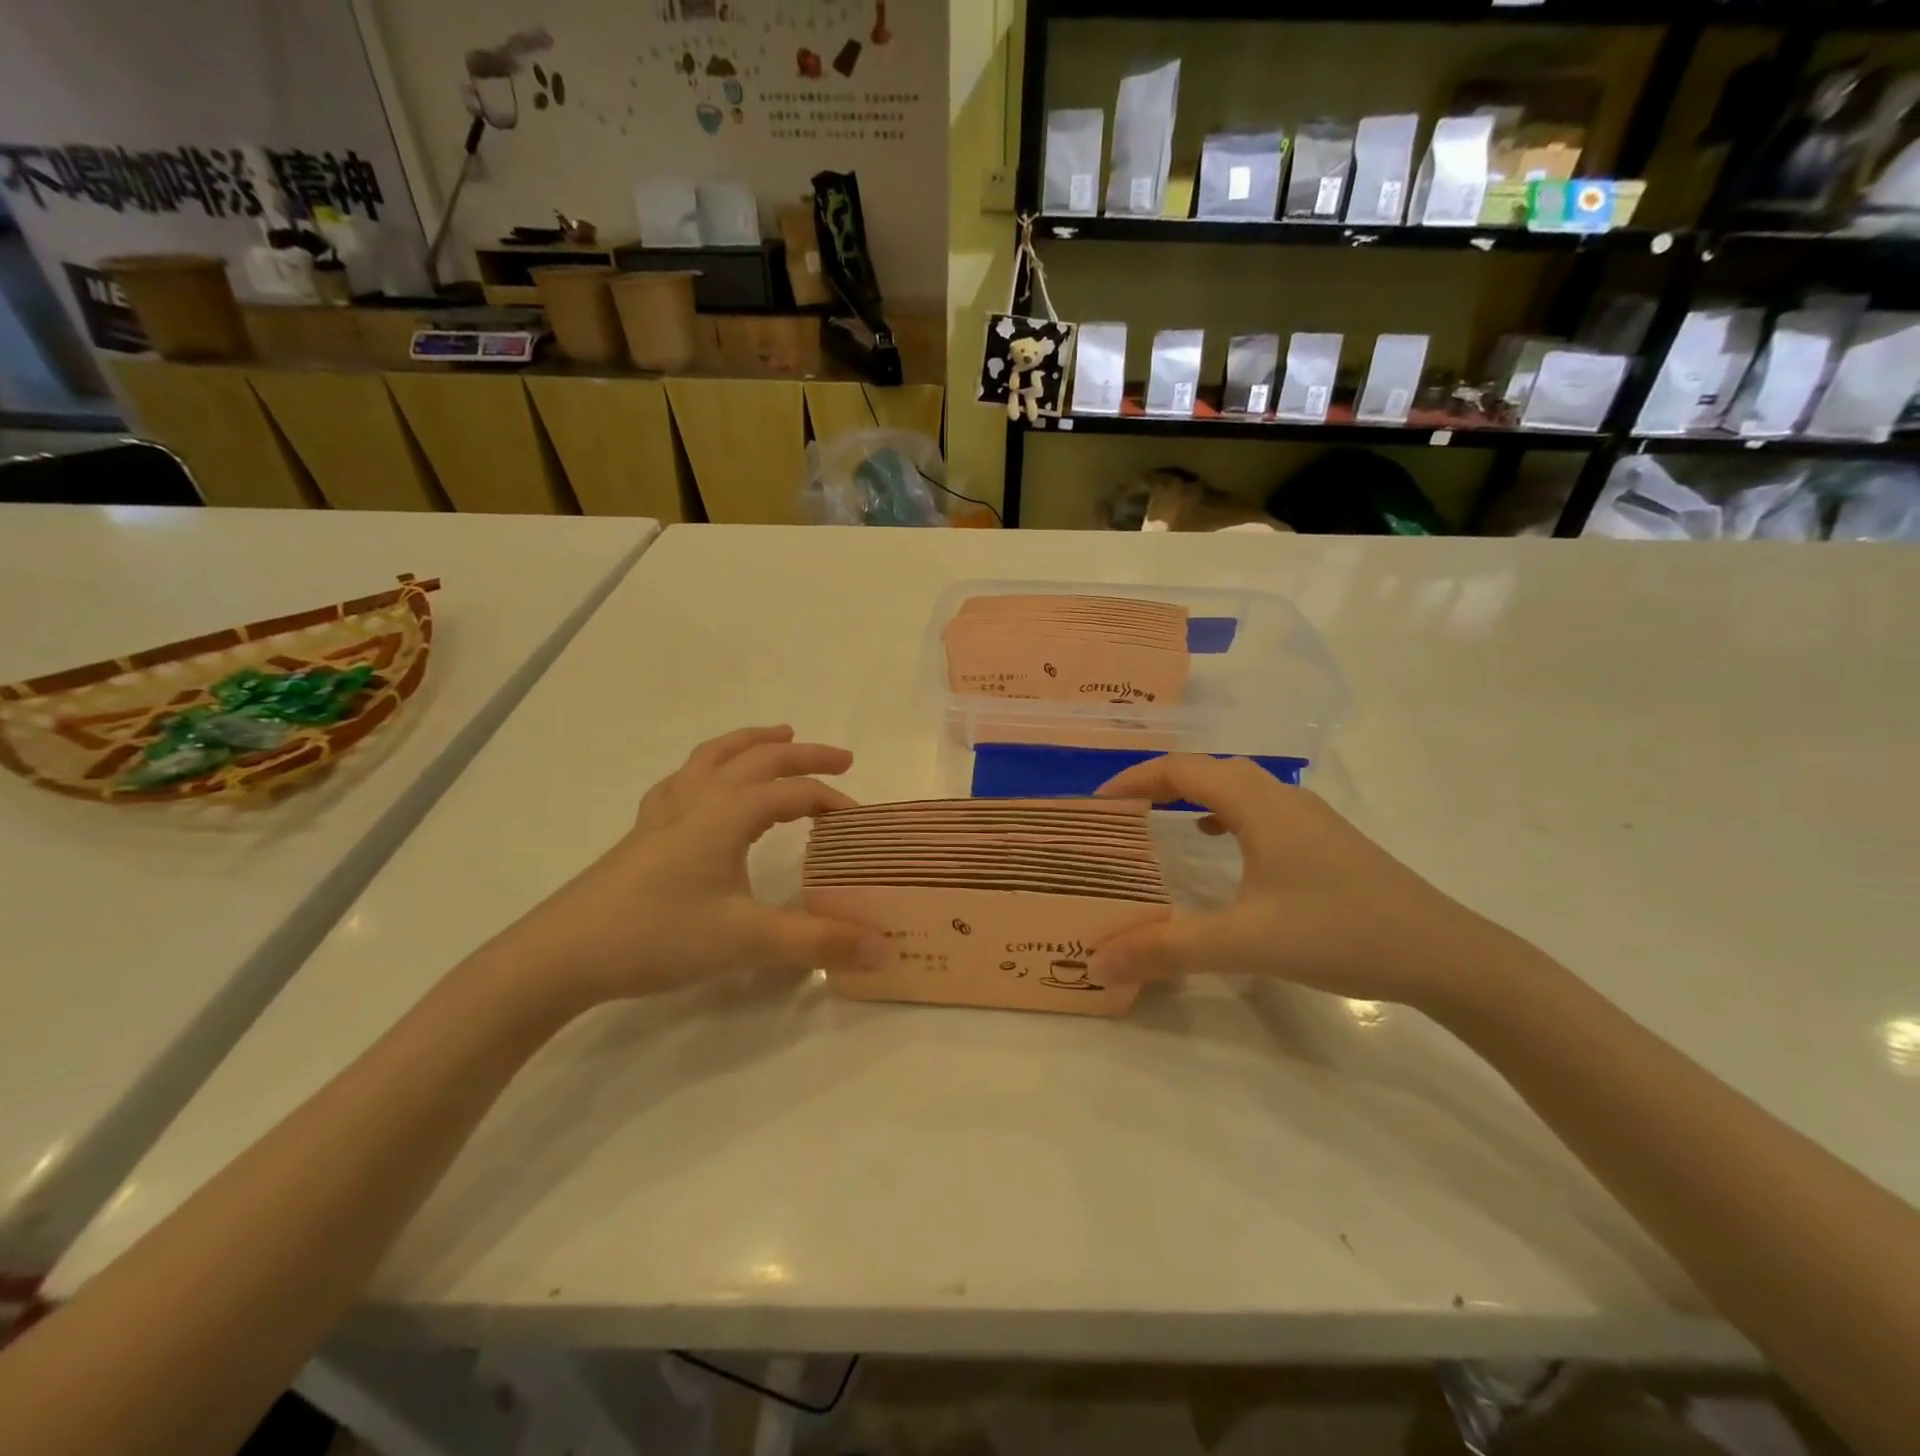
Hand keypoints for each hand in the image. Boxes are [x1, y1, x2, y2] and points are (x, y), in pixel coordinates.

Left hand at [490, 726, 882, 1009]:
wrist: (561, 955)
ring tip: (779, 735)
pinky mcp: (643, 832)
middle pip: (760, 758)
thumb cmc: (658, 937)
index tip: (862, 824)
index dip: (834, 802)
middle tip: (841, 758)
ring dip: (753, 742)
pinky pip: (684, 779)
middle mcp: (699, 799)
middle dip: (805, 755)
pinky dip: (709, 767)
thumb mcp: (747, 943)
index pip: (796, 794)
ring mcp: (665, 812)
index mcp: (729, 813)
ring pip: (715, 756)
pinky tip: (707, 784)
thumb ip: (818, 942)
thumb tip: (882, 947)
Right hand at [1094, 755, 1532, 1007]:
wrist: (1445, 955)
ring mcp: (1310, 818)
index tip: (1098, 804)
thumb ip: (1167, 949)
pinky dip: (1228, 816)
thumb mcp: (1245, 942)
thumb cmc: (1339, 933)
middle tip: (1126, 813)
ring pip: (1239, 788)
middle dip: (1161, 783)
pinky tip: (1224, 849)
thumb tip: (1097, 961)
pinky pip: (1262, 811)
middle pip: (1210, 770)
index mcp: (1258, 805)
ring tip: (1163, 824)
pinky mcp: (1327, 841)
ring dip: (1196, 796)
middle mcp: (1282, 798)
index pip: (1182, 770)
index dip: (1135, 779)